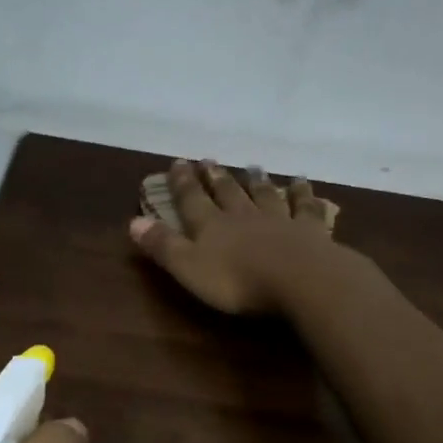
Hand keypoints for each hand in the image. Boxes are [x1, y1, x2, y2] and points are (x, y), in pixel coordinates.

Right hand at [130, 158, 339, 315]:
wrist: (299, 279)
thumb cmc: (237, 281)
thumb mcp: (189, 268)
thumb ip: (163, 245)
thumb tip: (133, 221)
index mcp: (211, 226)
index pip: (192, 200)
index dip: (182, 183)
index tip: (178, 163)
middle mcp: (243, 216)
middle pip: (227, 193)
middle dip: (215, 178)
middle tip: (209, 161)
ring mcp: (278, 220)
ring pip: (264, 195)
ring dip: (256, 181)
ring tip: (252, 167)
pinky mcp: (309, 231)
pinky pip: (304, 207)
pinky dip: (302, 193)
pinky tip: (301, 181)